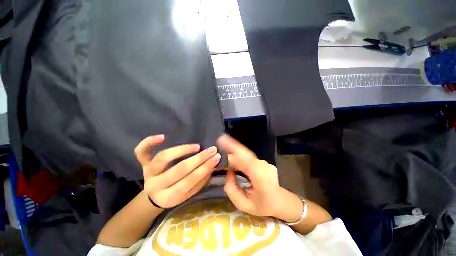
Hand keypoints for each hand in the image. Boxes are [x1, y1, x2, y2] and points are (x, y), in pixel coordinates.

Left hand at [135, 135, 220, 207]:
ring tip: (197, 146)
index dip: (204, 168)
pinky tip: (163, 137)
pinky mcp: (143, 164)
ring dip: (182, 150)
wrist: (154, 196)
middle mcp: (155, 185)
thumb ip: (200, 182)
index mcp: (168, 197)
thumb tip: (212, 166)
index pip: (189, 181)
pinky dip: (149, 142)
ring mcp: (147, 173)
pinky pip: (141, 152)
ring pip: (163, 158)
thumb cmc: (174, 194)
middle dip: (199, 158)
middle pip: (179, 169)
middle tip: (212, 150)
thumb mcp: (188, 194)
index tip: (217, 158)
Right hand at [217, 135, 291, 217]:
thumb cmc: (265, 205)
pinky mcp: (261, 161)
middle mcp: (261, 165)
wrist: (284, 200)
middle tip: (219, 143)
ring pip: (245, 154)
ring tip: (222, 153)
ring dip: (234, 152)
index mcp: (259, 176)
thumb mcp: (245, 205)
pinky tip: (232, 158)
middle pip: (243, 153)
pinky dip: (238, 155)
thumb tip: (228, 173)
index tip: (221, 140)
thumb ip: (232, 190)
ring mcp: (263, 162)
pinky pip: (247, 157)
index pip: (244, 159)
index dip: (233, 148)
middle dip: (230, 146)